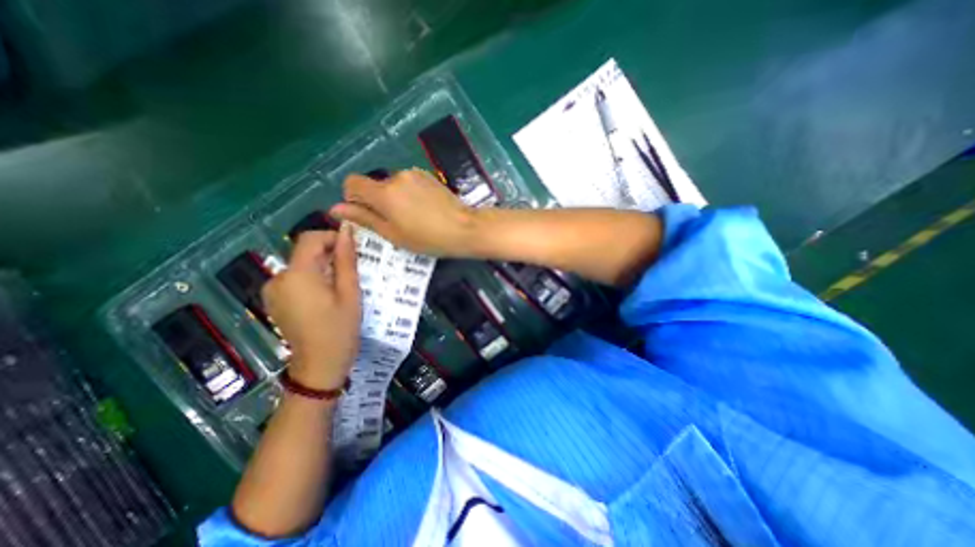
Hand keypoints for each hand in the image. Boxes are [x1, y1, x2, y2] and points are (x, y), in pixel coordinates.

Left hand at [261, 225, 358, 389]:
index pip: (310, 239)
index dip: (332, 237)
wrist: (319, 366)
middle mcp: (278, 278)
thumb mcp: (350, 292)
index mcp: (298, 275)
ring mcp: (273, 291)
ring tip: (341, 286)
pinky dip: (312, 279)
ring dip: (322, 267)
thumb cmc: (340, 329)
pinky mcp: (274, 301)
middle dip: (329, 255)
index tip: (352, 250)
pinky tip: (326, 297)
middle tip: (352, 271)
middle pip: (304, 252)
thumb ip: (346, 259)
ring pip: (301, 265)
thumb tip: (347, 230)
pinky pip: (295, 279)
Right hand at [330, 170, 478, 258]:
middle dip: (377, 202)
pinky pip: (408, 182)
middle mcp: (396, 176)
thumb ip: (364, 219)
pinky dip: (408, 194)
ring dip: (394, 198)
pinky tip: (424, 209)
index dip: (353, 198)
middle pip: (374, 185)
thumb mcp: (393, 234)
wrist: (464, 228)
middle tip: (395, 223)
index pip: (351, 182)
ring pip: (392, 184)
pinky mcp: (427, 175)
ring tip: (414, 217)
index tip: (367, 215)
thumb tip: (335, 209)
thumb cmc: (428, 238)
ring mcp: (414, 174)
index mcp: (384, 193)